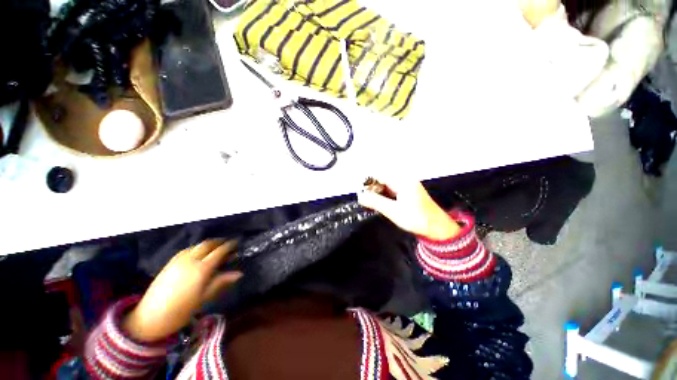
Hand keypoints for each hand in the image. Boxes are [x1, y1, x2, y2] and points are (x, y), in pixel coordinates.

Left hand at [124, 240, 241, 341]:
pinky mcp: (170, 263)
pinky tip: (198, 253)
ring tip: (215, 248)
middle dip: (219, 242)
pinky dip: (196, 248)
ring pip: (197, 246)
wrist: (149, 318)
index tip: (236, 244)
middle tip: (227, 244)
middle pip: (207, 244)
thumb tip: (239, 273)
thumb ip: (221, 282)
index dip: (229, 246)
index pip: (219, 252)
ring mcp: (178, 260)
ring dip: (208, 244)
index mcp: (201, 269)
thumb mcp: (204, 298)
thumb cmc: (181, 311)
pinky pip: (187, 250)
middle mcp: (191, 260)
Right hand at [358, 178, 459, 240]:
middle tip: (363, 198)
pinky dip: (383, 195)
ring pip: (386, 185)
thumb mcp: (393, 211)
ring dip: (377, 191)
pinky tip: (379, 202)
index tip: (359, 191)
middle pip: (383, 178)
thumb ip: (375, 202)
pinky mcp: (407, 193)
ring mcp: (406, 186)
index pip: (380, 175)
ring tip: (368, 200)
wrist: (437, 228)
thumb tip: (360, 196)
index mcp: (402, 181)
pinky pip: (391, 190)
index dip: (368, 181)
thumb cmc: (416, 219)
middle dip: (371, 187)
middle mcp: (404, 180)